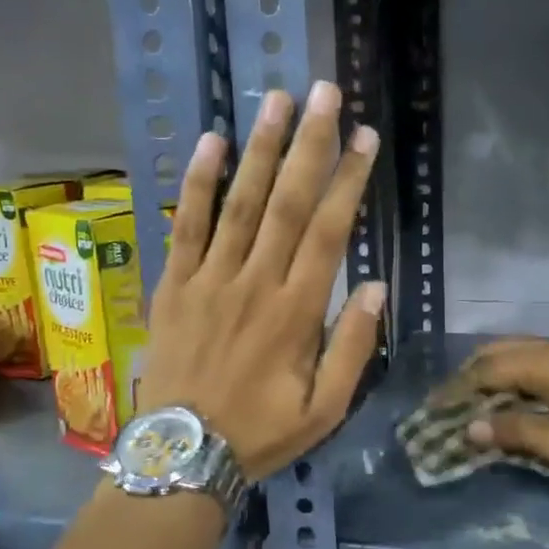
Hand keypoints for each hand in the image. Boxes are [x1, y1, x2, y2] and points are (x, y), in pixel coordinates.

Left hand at [140, 82, 385, 480]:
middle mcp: (255, 282)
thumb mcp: (325, 409)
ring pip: (240, 203)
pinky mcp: (175, 284)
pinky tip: (211, 142)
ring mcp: (210, 279)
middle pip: (288, 203)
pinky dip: (198, 182)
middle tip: (325, 94)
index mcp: (297, 312)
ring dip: (261, 149)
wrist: (183, 454)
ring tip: (277, 101)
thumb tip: (374, 287)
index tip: (363, 137)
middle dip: (309, 145)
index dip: (348, 181)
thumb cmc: (261, 433)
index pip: (329, 232)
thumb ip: (352, 347)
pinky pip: (187, 225)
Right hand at [461, 339, 548, 497]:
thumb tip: (472, 427)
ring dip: (497, 377)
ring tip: (475, 402)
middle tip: (450, 401)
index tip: (434, 408)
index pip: (492, 368)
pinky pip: (543, 371)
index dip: (460, 387)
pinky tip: (515, 403)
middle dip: (474, 373)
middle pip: (507, 353)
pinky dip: (519, 384)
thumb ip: (520, 433)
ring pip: (526, 359)